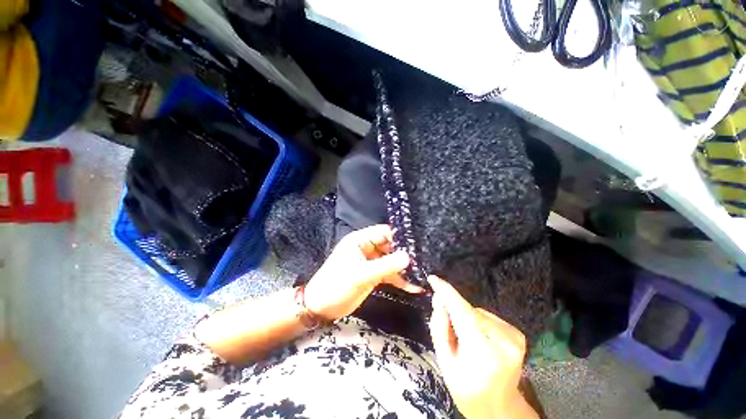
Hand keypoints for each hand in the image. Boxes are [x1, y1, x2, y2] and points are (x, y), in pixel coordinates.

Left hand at [303, 225, 422, 320]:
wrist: (321, 308)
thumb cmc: (337, 285)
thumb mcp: (361, 275)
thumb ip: (386, 266)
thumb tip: (409, 257)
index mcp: (360, 240)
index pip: (384, 232)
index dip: (400, 236)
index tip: (417, 244)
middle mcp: (367, 248)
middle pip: (390, 246)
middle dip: (405, 254)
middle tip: (424, 261)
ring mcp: (370, 262)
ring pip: (391, 261)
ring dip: (404, 268)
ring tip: (422, 274)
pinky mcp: (372, 275)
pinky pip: (388, 274)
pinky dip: (399, 279)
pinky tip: (413, 287)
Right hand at [428, 276, 536, 418]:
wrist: (499, 408)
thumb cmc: (467, 388)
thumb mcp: (445, 362)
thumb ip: (439, 328)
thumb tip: (439, 298)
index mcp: (483, 353)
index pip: (462, 313)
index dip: (447, 293)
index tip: (433, 279)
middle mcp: (504, 342)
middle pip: (469, 311)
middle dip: (454, 311)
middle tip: (450, 329)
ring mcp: (514, 337)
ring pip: (478, 312)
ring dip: (466, 317)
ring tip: (466, 339)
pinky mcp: (518, 334)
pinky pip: (487, 316)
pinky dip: (478, 321)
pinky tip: (479, 338)